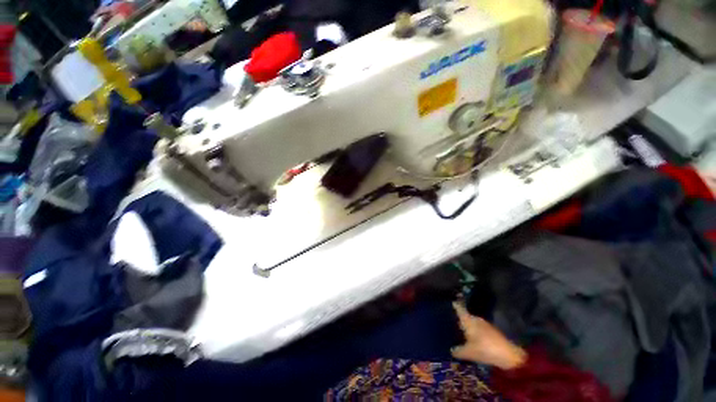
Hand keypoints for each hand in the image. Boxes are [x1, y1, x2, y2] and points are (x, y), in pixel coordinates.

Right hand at [451, 302, 526, 369]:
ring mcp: (484, 324)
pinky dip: (472, 331)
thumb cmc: (485, 349)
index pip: (458, 308)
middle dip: (457, 318)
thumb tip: (450, 350)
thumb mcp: (468, 352)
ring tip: (457, 330)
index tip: (445, 302)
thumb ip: (458, 351)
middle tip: (447, 321)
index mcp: (468, 320)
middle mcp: (475, 319)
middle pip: (464, 315)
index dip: (452, 304)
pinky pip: (477, 328)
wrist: (510, 356)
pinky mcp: (491, 331)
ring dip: (465, 325)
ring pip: (471, 322)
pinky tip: (470, 339)